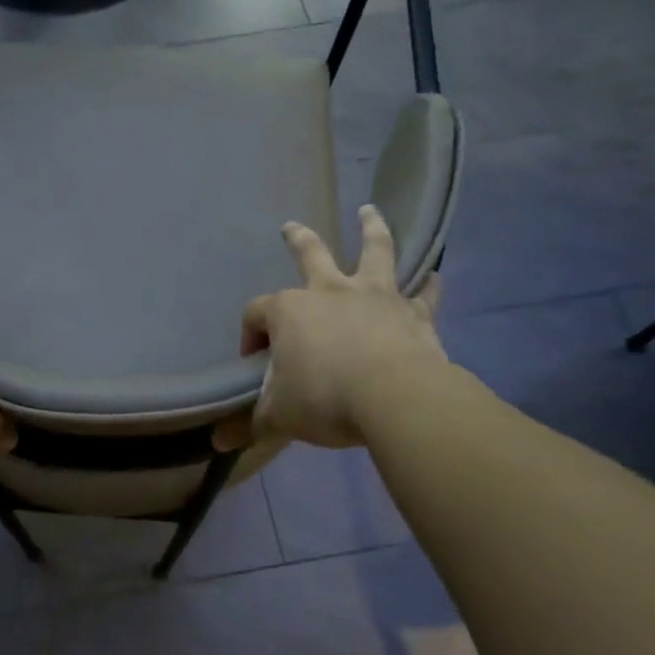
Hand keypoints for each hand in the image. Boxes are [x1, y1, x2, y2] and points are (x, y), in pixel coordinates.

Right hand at [228, 205, 454, 448]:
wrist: (395, 398)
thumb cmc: (325, 399)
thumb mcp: (279, 416)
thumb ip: (250, 424)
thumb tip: (218, 445)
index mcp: (290, 310)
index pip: (257, 313)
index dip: (250, 334)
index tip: (253, 361)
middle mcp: (330, 291)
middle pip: (310, 254)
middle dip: (298, 239)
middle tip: (290, 227)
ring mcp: (375, 296)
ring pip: (374, 251)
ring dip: (371, 229)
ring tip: (370, 210)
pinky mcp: (412, 313)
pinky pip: (423, 294)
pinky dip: (429, 285)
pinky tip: (436, 276)